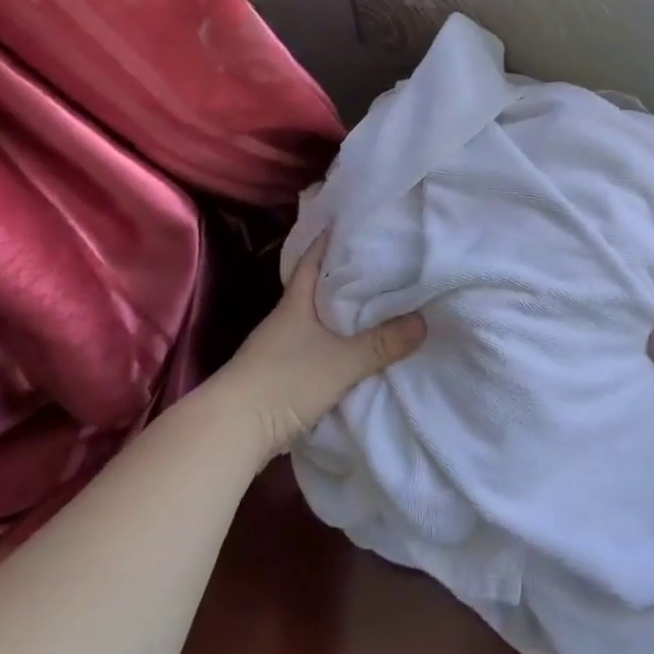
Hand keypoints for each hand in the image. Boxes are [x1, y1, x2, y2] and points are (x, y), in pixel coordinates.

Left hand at [213, 234, 426, 464]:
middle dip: (339, 276)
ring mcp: (276, 349)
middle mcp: (284, 320)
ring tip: (367, 306)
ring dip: (334, 313)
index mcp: (296, 303)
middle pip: (313, 289)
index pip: (312, 261)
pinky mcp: (275, 376)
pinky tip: (345, 350)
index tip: (347, 222)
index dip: (327, 240)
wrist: (231, 431)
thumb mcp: (341, 362)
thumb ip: (381, 344)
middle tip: (373, 263)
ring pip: (311, 320)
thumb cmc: (285, 381)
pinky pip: (309, 348)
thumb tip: (423, 321)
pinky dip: (328, 343)